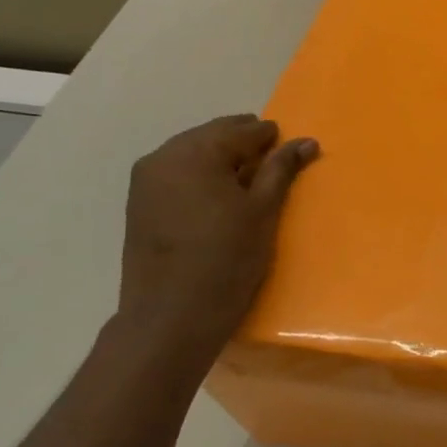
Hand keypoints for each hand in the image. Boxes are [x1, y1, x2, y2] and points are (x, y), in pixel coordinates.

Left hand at [115, 115, 316, 361]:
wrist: (171, 316)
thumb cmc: (227, 259)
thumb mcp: (263, 211)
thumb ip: (281, 170)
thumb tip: (306, 141)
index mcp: (195, 153)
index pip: (242, 130)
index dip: (270, 137)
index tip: (293, 148)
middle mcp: (164, 157)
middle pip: (212, 136)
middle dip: (244, 143)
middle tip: (274, 161)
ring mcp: (146, 180)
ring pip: (192, 153)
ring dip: (221, 159)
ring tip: (249, 180)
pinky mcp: (139, 204)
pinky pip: (177, 173)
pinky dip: (202, 175)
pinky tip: (220, 195)